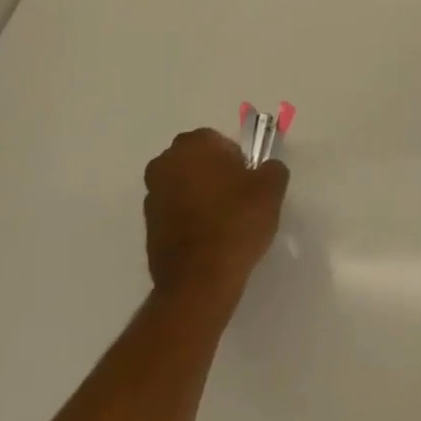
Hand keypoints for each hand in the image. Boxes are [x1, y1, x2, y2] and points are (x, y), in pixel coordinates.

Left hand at [143, 128, 288, 302]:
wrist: (200, 279)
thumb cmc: (236, 222)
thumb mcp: (271, 188)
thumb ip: (272, 168)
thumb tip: (266, 170)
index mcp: (193, 145)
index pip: (219, 141)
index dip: (238, 161)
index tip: (248, 183)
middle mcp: (165, 163)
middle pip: (198, 161)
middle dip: (215, 174)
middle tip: (238, 199)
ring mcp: (152, 195)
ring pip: (184, 186)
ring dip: (200, 196)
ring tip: (224, 222)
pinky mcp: (148, 226)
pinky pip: (175, 212)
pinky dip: (189, 219)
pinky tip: (209, 239)